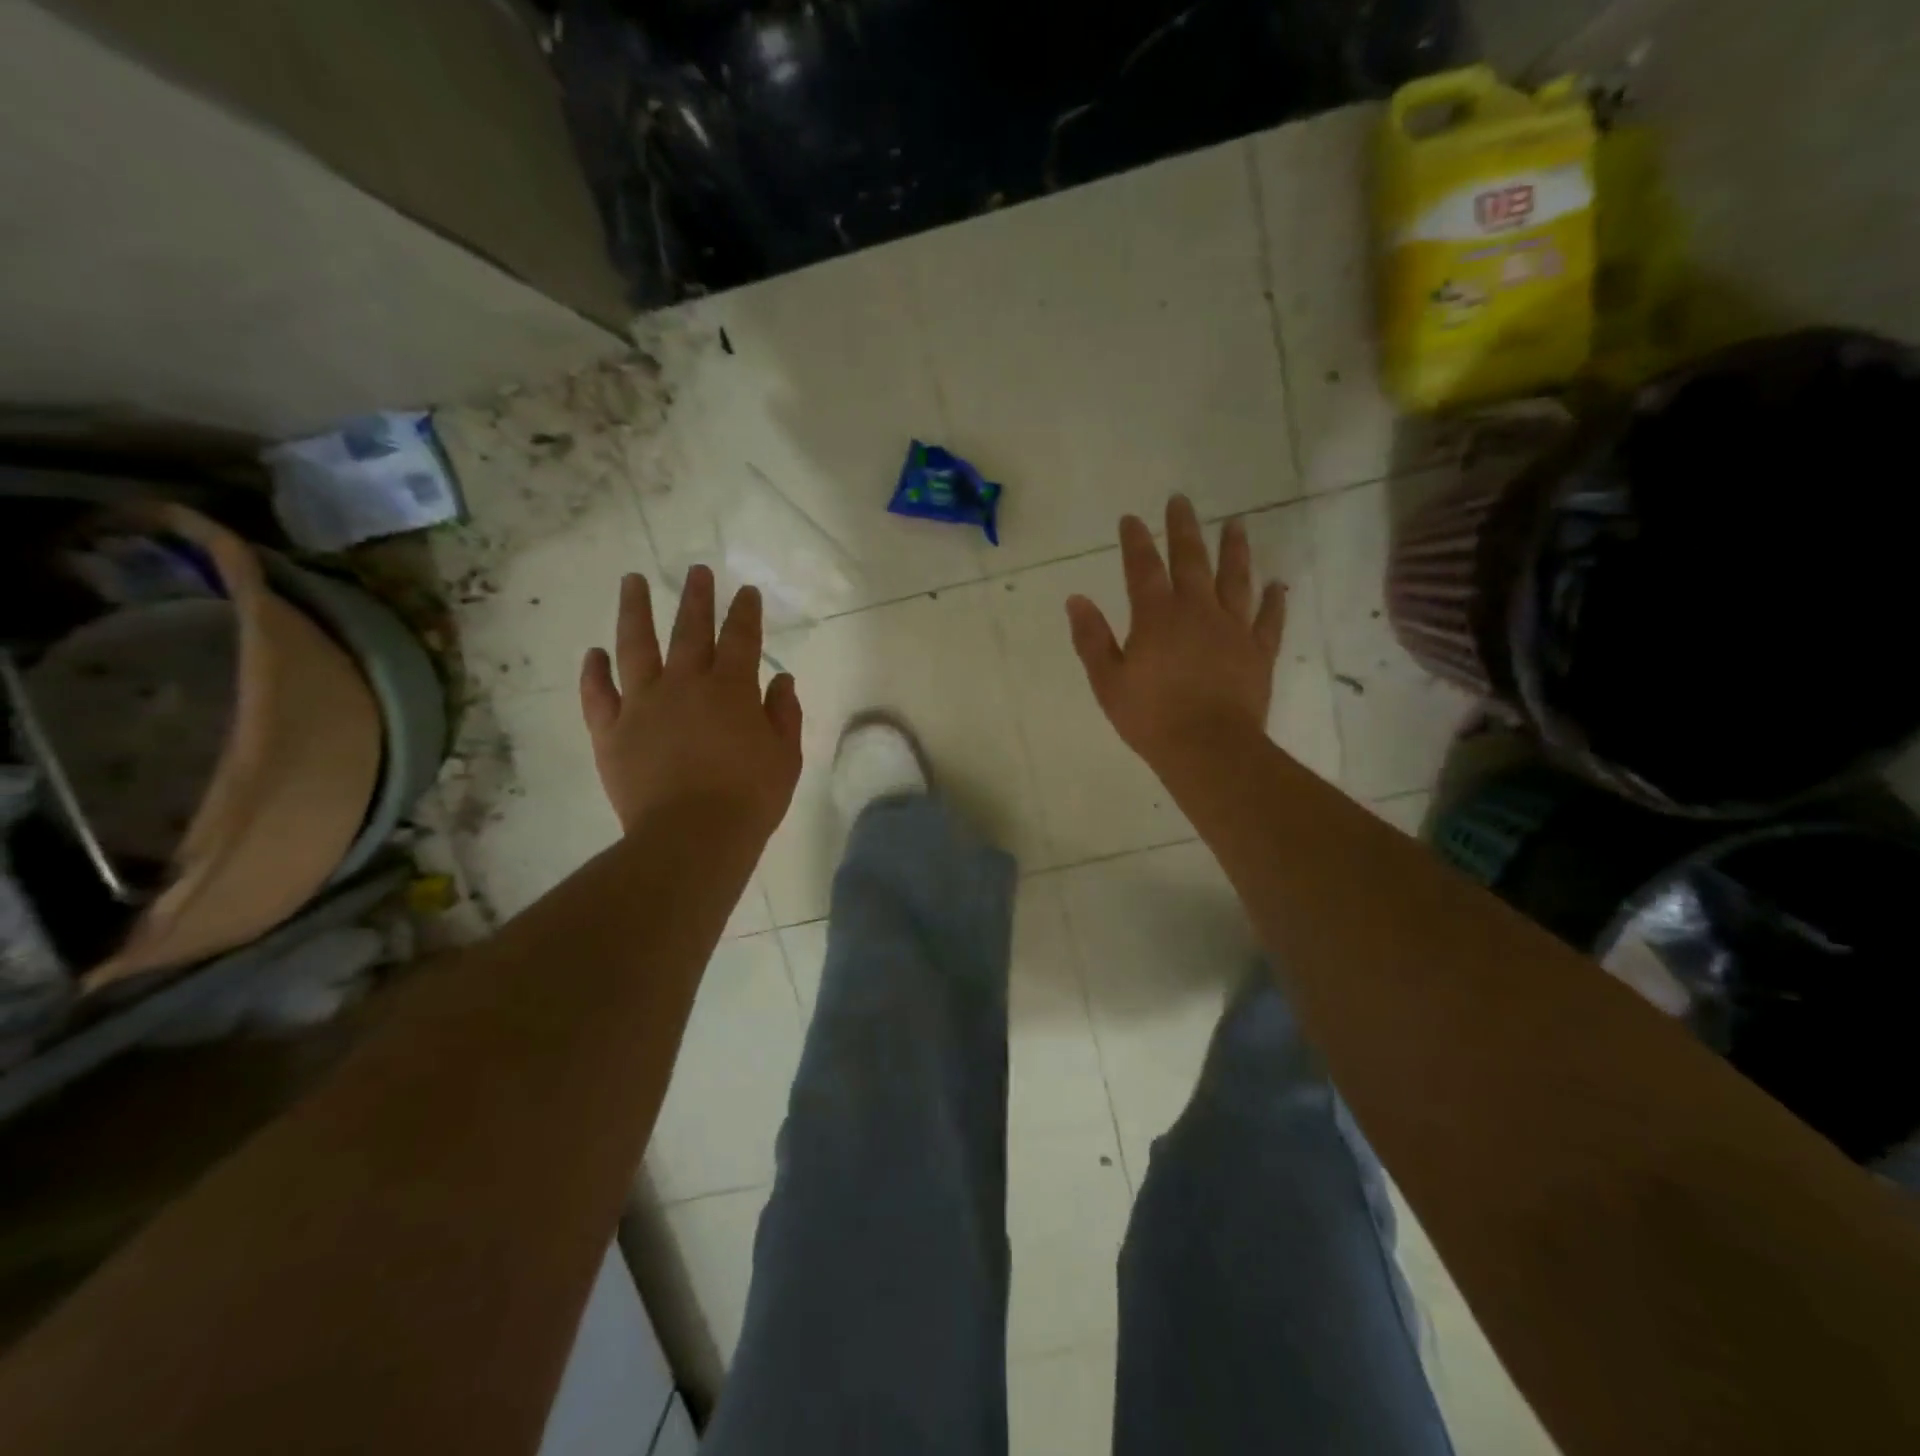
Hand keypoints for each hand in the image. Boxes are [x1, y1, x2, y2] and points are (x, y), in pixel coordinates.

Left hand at [581, 568, 802, 837]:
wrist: (692, 837)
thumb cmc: (750, 798)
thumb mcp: (786, 756)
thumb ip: (784, 713)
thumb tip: (780, 678)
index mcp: (731, 689)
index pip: (741, 638)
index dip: (745, 612)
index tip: (745, 591)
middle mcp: (684, 684)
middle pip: (689, 630)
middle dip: (695, 597)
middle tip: (696, 570)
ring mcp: (642, 705)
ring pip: (635, 646)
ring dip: (635, 610)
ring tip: (632, 581)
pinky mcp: (611, 732)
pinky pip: (598, 695)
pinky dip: (594, 672)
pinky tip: (594, 653)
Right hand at [1065, 495, 1285, 774]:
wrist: (1208, 747)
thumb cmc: (1150, 717)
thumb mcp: (1107, 681)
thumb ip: (1092, 638)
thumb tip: (1076, 599)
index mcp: (1157, 617)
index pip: (1143, 569)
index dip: (1135, 542)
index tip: (1131, 519)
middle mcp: (1197, 611)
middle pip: (1191, 561)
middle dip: (1184, 529)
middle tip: (1182, 500)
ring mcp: (1233, 629)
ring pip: (1236, 579)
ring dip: (1235, 550)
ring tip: (1236, 524)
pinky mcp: (1259, 652)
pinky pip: (1269, 619)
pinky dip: (1274, 601)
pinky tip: (1278, 584)